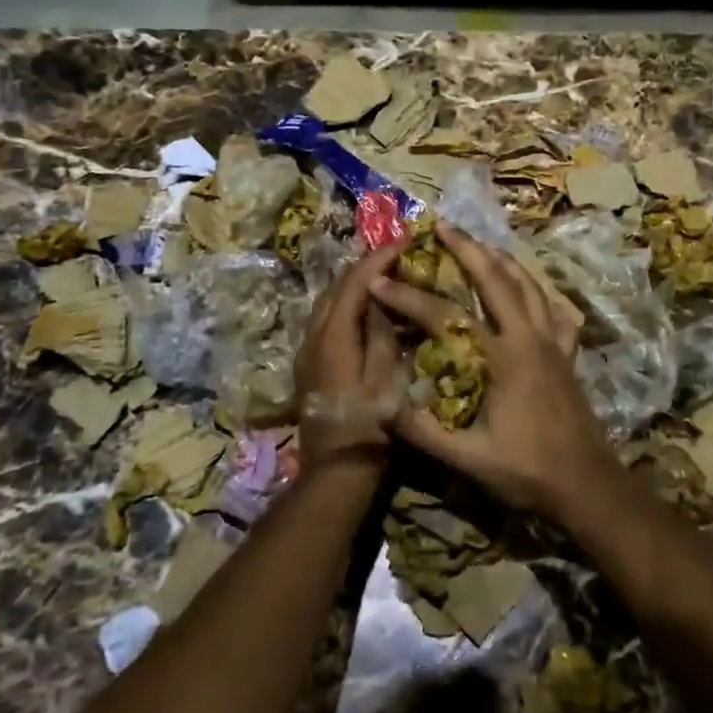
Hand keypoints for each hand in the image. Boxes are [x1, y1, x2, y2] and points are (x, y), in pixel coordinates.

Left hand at [294, 242, 406, 471]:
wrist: (336, 472)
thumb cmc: (370, 428)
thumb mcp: (388, 379)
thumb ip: (383, 333)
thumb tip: (382, 296)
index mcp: (334, 337)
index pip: (355, 282)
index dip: (380, 257)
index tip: (405, 240)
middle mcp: (313, 337)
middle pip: (336, 287)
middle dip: (365, 266)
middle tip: (397, 254)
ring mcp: (307, 351)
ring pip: (327, 302)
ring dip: (354, 284)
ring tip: (385, 276)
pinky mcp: (309, 365)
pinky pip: (326, 320)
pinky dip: (347, 305)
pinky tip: (368, 310)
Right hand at [370, 223, 616, 514]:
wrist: (587, 485)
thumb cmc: (527, 472)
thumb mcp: (469, 458)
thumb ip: (424, 432)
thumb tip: (382, 404)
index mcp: (502, 358)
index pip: (446, 317)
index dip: (410, 299)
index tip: (380, 282)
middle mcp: (529, 338)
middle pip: (497, 280)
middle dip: (467, 249)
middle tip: (443, 226)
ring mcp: (553, 342)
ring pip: (529, 286)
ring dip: (503, 261)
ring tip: (482, 245)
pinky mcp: (567, 354)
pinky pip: (555, 309)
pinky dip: (538, 291)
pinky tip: (529, 289)